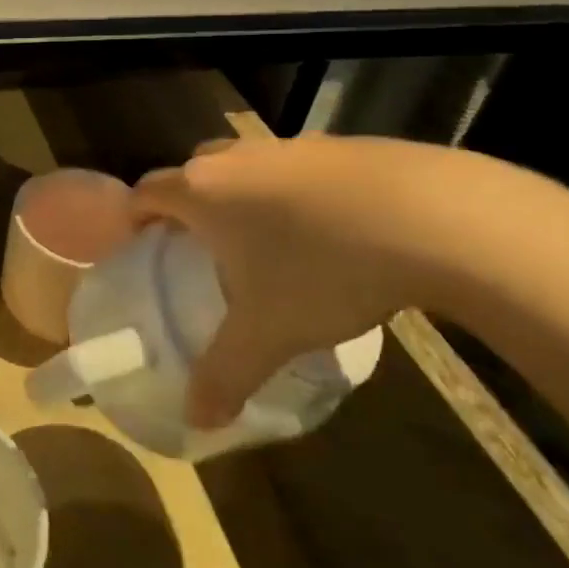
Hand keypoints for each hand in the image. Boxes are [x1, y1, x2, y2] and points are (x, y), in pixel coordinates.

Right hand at [134, 136, 455, 427]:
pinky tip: (330, 233)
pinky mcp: (341, 145)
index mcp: (202, 190)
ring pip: (246, 168)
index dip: (135, 218)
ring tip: (267, 245)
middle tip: (201, 250)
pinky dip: (295, 194)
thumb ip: (224, 375)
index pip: (145, 192)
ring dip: (243, 198)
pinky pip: (296, 168)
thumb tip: (196, 421)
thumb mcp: (269, 332)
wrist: (433, 216)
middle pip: (193, 173)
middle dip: (188, 206)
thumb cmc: (322, 268)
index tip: (141, 248)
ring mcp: (291, 146)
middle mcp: (236, 158)